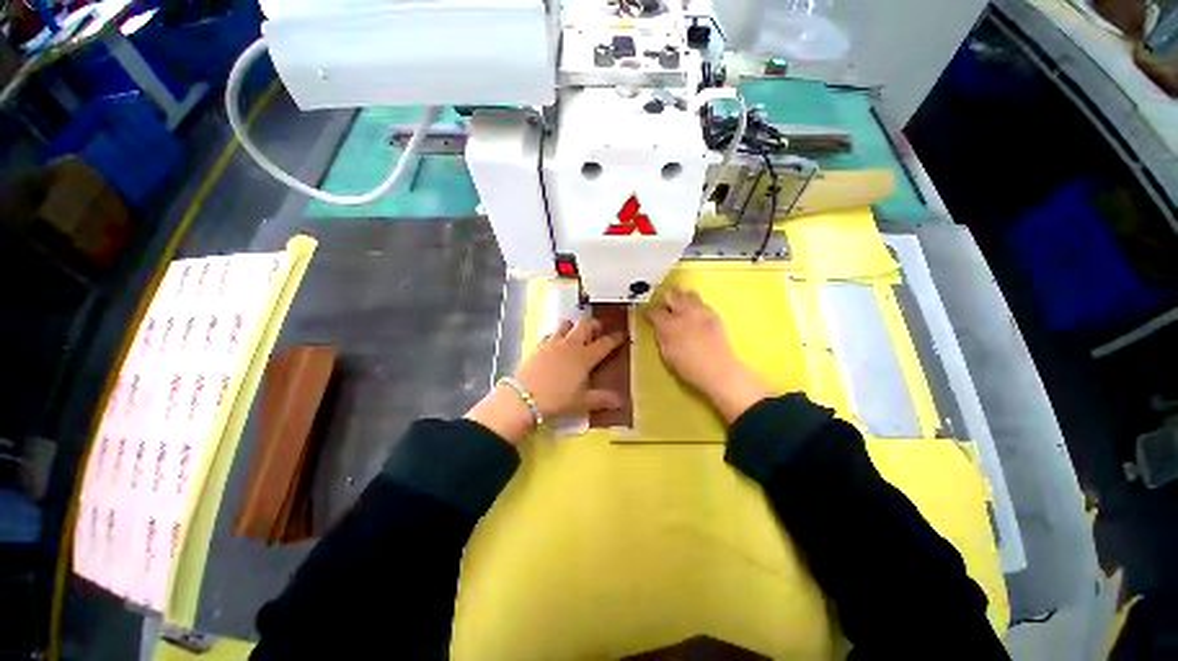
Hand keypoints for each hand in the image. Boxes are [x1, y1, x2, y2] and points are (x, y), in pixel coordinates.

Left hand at [465, 318, 623, 444]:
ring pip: (566, 324)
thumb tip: (621, 402)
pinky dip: (556, 334)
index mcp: (585, 357)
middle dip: (594, 325)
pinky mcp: (538, 345)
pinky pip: (550, 333)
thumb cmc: (557, 400)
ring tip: (575, 333)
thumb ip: (602, 399)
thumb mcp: (581, 402)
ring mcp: (553, 343)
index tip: (621, 334)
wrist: (523, 397)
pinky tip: (555, 342)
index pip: (605, 343)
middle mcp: (571, 345)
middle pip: (585, 325)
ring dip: (573, 326)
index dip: (615, 338)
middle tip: (598, 330)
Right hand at [644, 289, 770, 423]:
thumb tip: (658, 326)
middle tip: (663, 309)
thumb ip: (661, 336)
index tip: (646, 314)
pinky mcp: (713, 314)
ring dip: (680, 299)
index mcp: (669, 325)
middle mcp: (684, 313)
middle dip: (665, 300)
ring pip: (687, 294)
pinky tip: (694, 315)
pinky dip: (694, 305)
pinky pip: (701, 302)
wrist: (719, 370)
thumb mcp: (667, 354)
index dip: (647, 311)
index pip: (654, 311)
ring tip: (680, 308)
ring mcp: (700, 311)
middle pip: (671, 295)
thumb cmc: (689, 367)